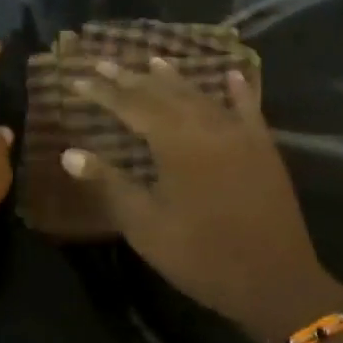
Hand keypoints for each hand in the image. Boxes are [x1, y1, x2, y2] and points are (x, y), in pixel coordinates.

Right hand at [62, 59, 342, 342]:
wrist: (274, 281)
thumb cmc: (200, 255)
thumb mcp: (145, 225)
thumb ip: (109, 184)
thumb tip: (69, 154)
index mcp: (175, 143)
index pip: (131, 106)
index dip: (103, 92)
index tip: (78, 78)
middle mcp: (207, 127)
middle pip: (164, 94)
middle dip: (132, 78)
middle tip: (105, 61)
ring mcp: (240, 135)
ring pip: (201, 96)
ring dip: (175, 79)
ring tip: (153, 61)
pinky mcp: (264, 149)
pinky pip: (249, 110)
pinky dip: (238, 91)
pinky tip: (232, 75)